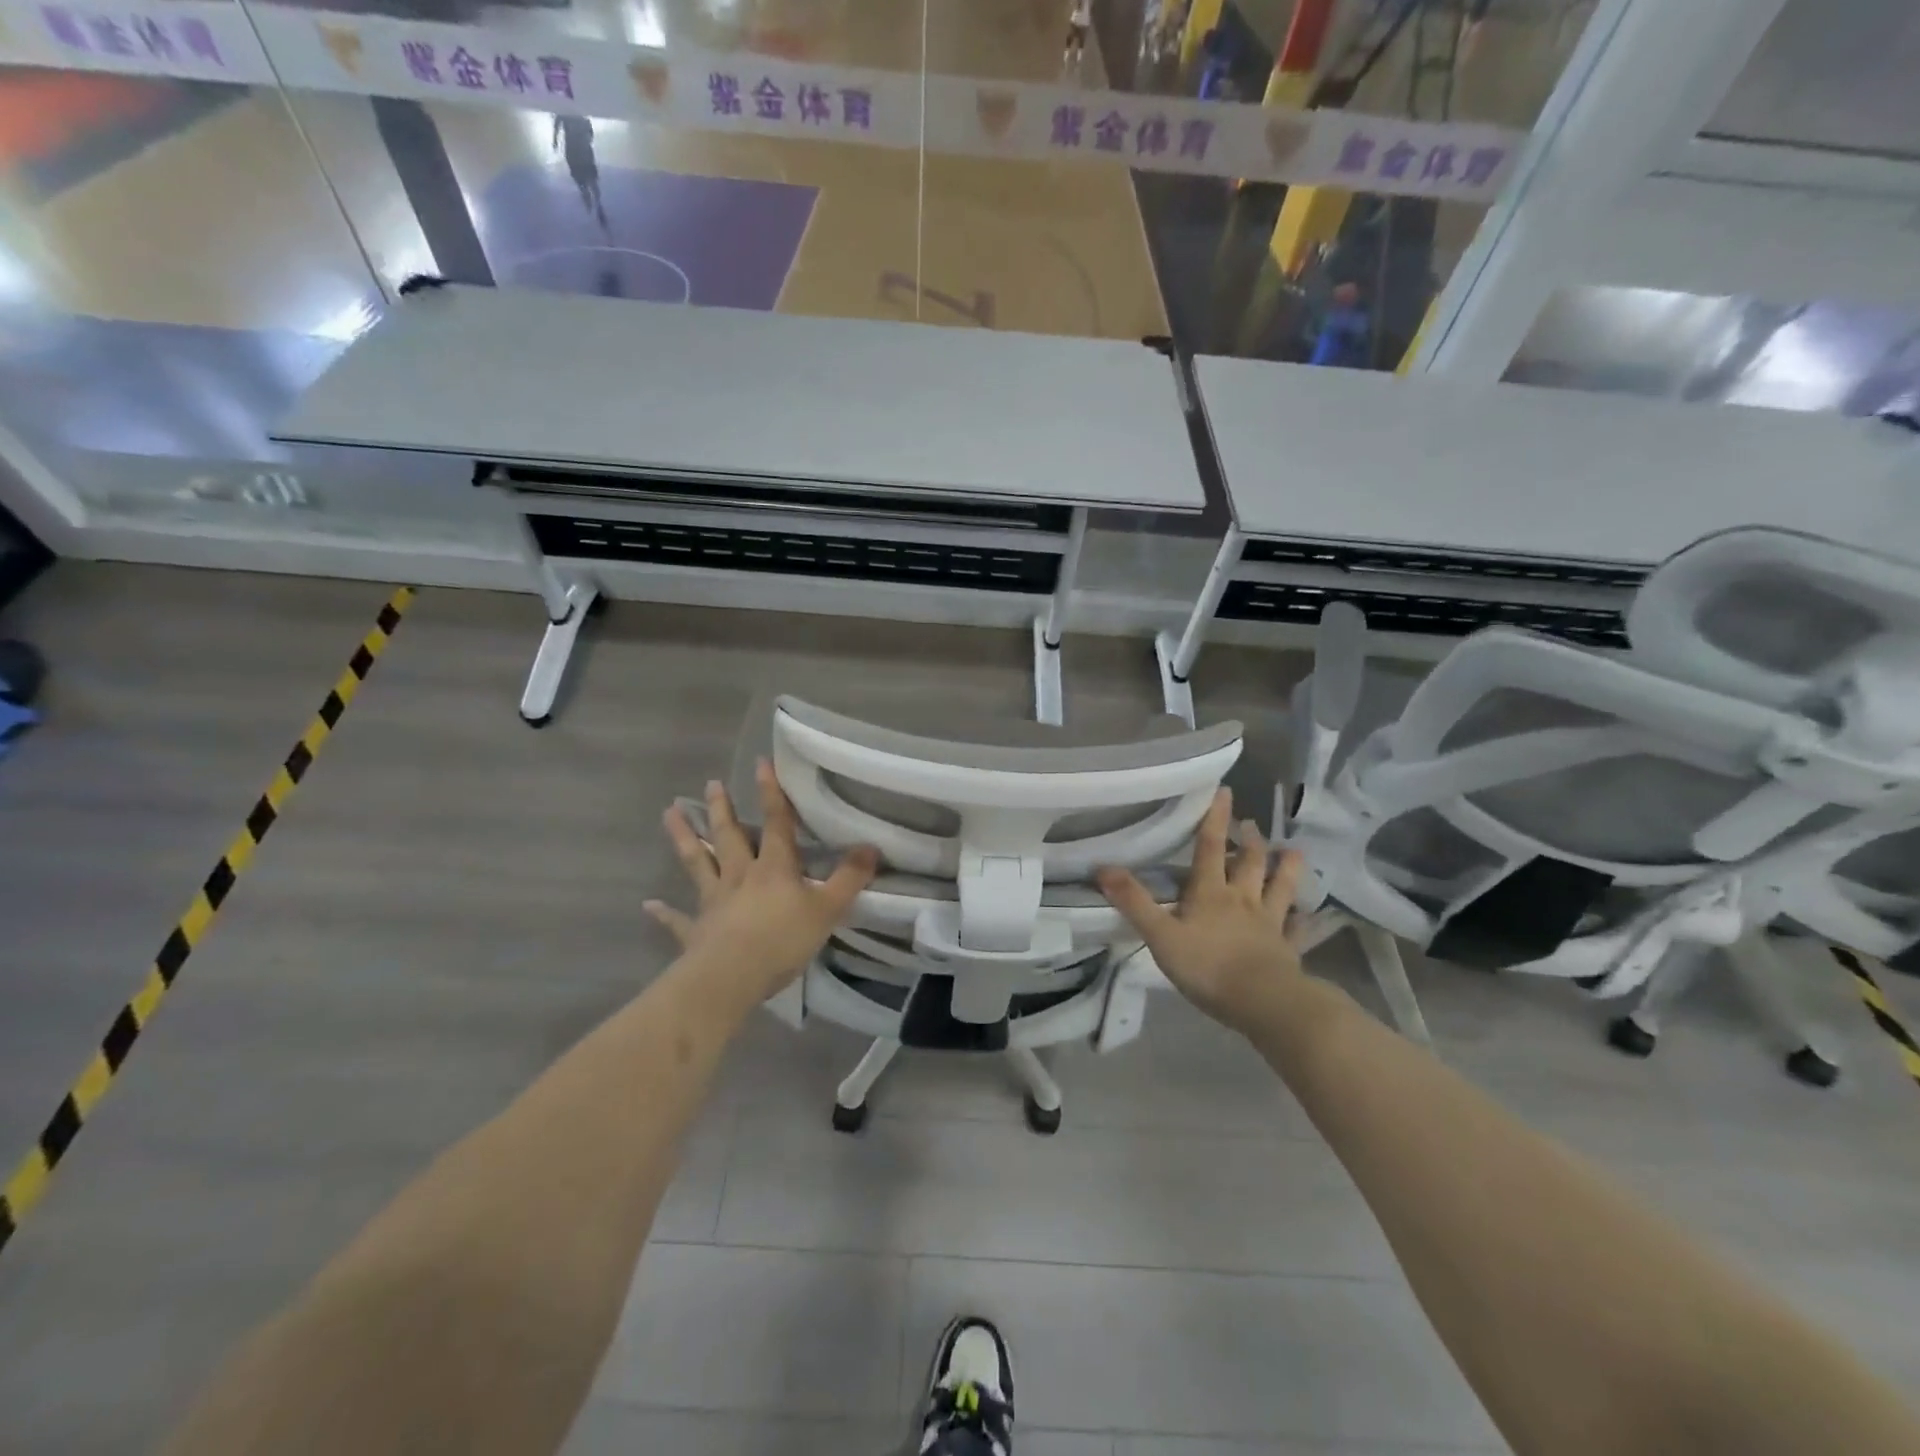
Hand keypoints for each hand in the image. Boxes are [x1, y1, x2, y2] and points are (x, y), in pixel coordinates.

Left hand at [646, 760, 877, 1006]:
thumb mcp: (828, 908)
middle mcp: (740, 876)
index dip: (772, 793)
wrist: (731, 977)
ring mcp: (714, 902)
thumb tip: (871, 846)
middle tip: (712, 784)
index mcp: (773, 868)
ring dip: (686, 839)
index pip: (776, 823)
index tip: (761, 762)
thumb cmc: (782, 939)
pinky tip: (649, 905)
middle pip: (730, 836)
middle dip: (723, 809)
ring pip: (698, 864)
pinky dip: (665, 913)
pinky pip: (678, 920)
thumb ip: (850, 878)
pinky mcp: (695, 932)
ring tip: (669, 814)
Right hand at [1098, 789, 1304, 1036]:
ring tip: (1292, 851)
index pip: (1211, 847)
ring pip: (1280, 889)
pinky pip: (1296, 930)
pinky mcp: (1286, 950)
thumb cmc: (1207, 966)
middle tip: (1251, 824)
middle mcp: (1242, 900)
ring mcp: (1269, 924)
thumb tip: (1102, 867)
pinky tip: (1307, 915)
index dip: (1215, 818)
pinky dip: (1302, 920)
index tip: (1225, 791)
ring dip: (1286, 869)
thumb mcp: (1160, 935)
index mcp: (1211, 892)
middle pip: (1249, 863)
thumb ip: (1133, 902)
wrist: (1263, 1002)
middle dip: (1249, 841)